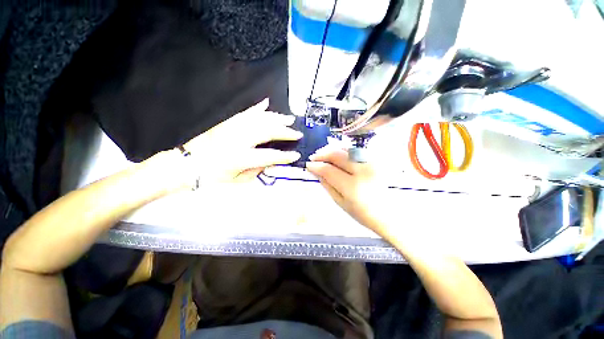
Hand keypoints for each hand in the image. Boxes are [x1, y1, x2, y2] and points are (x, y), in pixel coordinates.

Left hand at [143, 98, 302, 191]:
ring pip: (259, 119)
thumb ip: (256, 171)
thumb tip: (270, 163)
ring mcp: (232, 128)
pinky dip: (257, 108)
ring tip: (288, 118)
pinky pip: (245, 113)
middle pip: (267, 132)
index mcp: (240, 157)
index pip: (268, 156)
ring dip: (276, 118)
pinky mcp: (227, 123)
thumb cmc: (210, 177)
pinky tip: (266, 104)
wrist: (186, 165)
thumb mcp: (236, 181)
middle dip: (285, 132)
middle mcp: (238, 139)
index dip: (284, 157)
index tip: (295, 156)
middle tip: (296, 133)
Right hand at [306, 147, 392, 235]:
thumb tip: (315, 171)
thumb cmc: (363, 213)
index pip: (328, 169)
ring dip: (332, 150)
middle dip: (322, 153)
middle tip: (314, 157)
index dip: (316, 165)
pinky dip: (344, 150)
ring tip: (324, 155)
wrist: (390, 213)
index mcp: (352, 187)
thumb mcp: (340, 202)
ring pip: (346, 149)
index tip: (308, 165)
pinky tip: (338, 155)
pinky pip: (356, 150)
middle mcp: (363, 171)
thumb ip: (327, 184)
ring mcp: (372, 163)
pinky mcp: (377, 160)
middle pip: (337, 155)